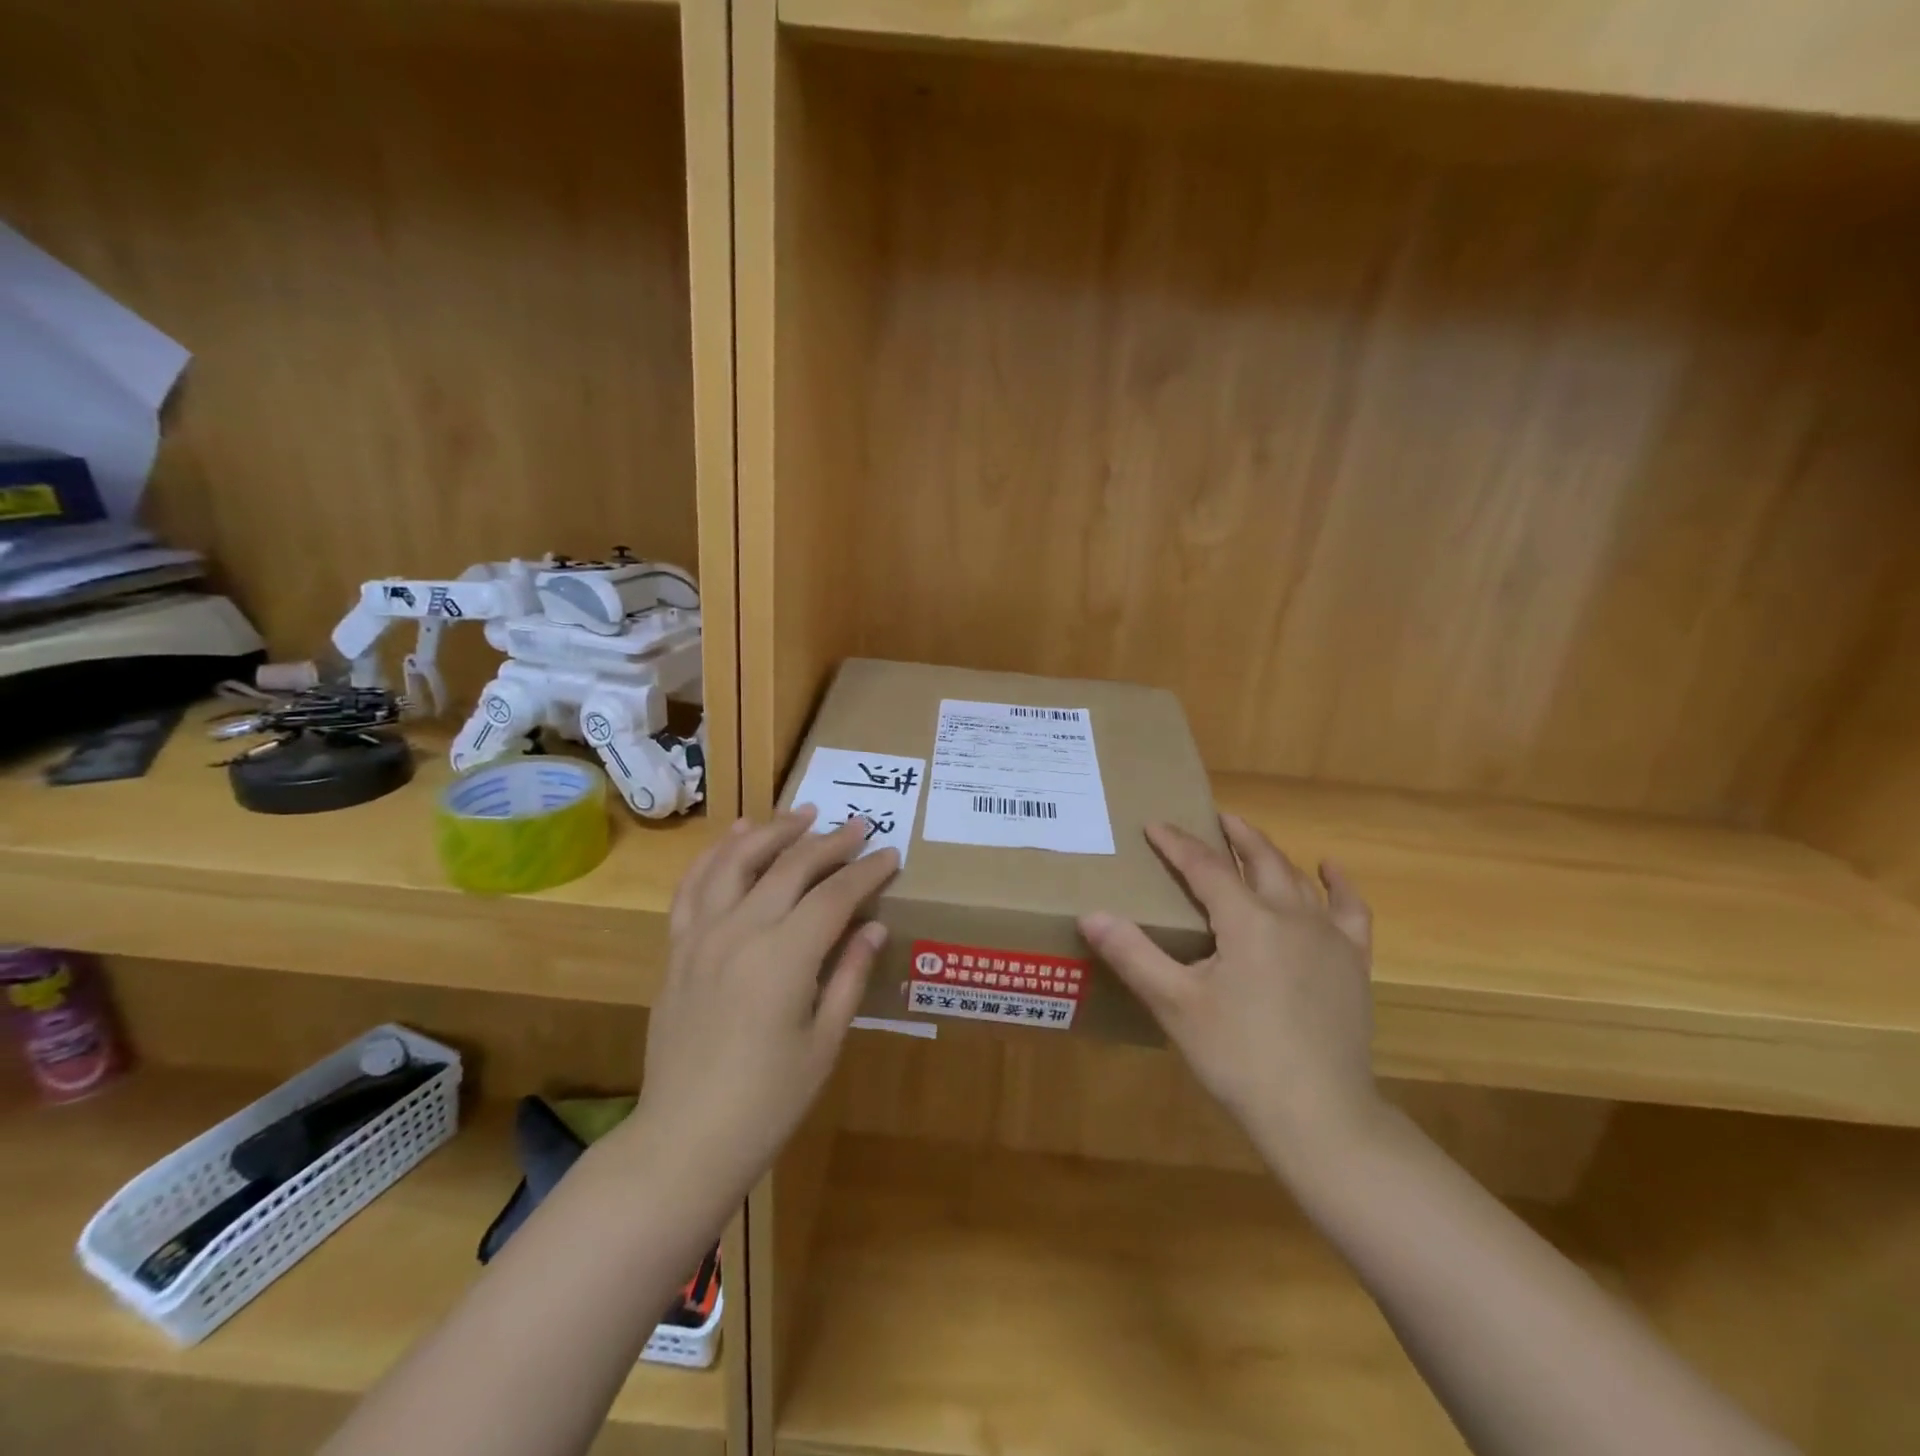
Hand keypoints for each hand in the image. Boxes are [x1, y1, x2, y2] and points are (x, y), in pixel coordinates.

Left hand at [620, 808, 898, 1207]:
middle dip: (830, 843)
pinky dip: (716, 854)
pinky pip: (694, 886)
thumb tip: (874, 927)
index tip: (890, 855)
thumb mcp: (824, 1043)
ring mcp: (701, 936)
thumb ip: (849, 976)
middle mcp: (741, 932)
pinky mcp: (677, 949)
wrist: (684, 1141)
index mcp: (784, 957)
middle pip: (790, 867)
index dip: (866, 872)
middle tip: (858, 826)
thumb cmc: (768, 1102)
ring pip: (737, 861)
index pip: (835, 896)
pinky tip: (735, 837)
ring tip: (801, 814)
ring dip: (772, 832)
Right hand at [1079, 814, 1381, 1172]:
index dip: (1176, 844)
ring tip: (1251, 840)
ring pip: (1298, 879)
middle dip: (1233, 836)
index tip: (1154, 825)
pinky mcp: (1353, 964)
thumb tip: (1090, 914)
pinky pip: (1350, 911)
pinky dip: (1339, 885)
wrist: (1320, 1115)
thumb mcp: (1175, 1005)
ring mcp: (1328, 938)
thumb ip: (1132, 954)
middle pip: (1259, 860)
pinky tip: (1329, 871)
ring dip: (1272, 854)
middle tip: (1213, 818)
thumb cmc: (1239, 1058)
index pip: (1205, 867)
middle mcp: (1291, 915)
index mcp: (1247, 920)